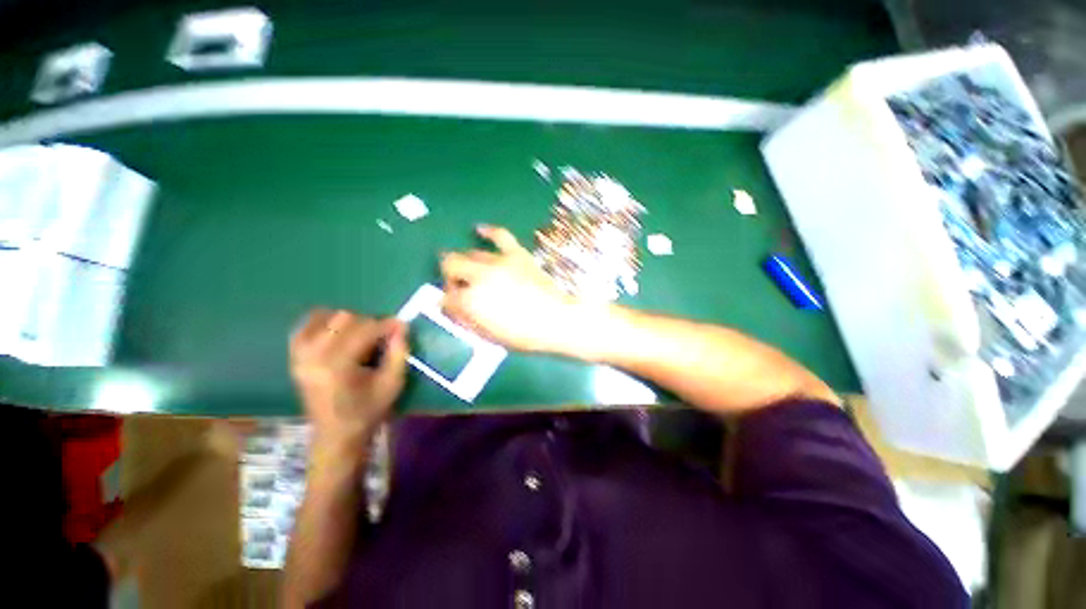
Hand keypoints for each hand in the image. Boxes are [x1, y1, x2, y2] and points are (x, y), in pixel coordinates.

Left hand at [289, 310, 407, 454]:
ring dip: (347, 322)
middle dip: (368, 323)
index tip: (401, 326)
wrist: (336, 435)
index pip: (364, 329)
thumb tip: (401, 325)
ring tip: (360, 336)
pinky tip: (338, 333)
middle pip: (344, 318)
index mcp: (337, 365)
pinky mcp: (295, 357)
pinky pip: (305, 326)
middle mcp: (313, 355)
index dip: (386, 325)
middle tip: (381, 337)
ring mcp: (300, 355)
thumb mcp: (392, 383)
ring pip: (323, 316)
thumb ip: (398, 352)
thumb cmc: (367, 411)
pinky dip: (324, 323)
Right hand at [441, 225, 587, 354]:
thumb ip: (467, 321)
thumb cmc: (524, 335)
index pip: (445, 296)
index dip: (448, 303)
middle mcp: (479, 276)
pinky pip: (499, 235)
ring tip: (471, 270)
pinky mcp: (516, 254)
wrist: (558, 319)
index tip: (454, 307)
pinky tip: (479, 229)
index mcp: (471, 301)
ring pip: (471, 252)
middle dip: (449, 276)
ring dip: (466, 262)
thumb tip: (453, 308)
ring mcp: (498, 261)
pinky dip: (488, 231)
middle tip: (459, 286)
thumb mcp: (490, 336)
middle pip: (450, 265)